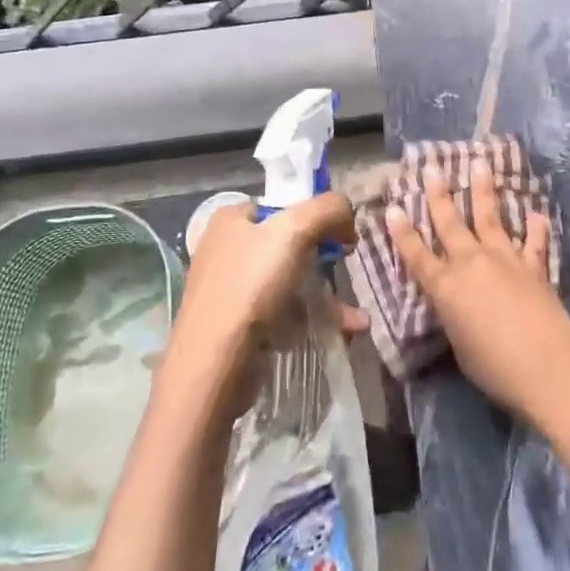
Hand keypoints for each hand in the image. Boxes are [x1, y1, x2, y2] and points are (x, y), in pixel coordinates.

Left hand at [168, 194, 367, 414]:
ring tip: (355, 315)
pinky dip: (311, 318)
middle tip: (346, 266)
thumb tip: (347, 214)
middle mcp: (226, 248)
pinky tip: (343, 330)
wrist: (214, 365)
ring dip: (326, 294)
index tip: (342, 235)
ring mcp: (230, 289)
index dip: (316, 214)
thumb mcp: (295, 230)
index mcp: (231, 219)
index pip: (282, 204)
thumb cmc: (251, 286)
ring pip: (289, 280)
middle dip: (324, 256)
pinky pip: (283, 312)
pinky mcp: (237, 325)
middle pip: (288, 242)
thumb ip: (328, 209)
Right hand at [387, 159, 569, 417]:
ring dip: (483, 190)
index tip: (393, 207)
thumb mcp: (460, 345)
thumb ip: (455, 317)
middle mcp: (471, 264)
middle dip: (438, 194)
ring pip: (490, 217)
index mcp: (445, 287)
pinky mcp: (534, 267)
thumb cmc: (494, 368)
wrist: (546, 367)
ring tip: (480, 164)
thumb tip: (459, 305)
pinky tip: (535, 213)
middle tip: (432, 167)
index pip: (416, 255)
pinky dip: (535, 228)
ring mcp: (505, 260)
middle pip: (450, 223)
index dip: (402, 232)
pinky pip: (534, 242)